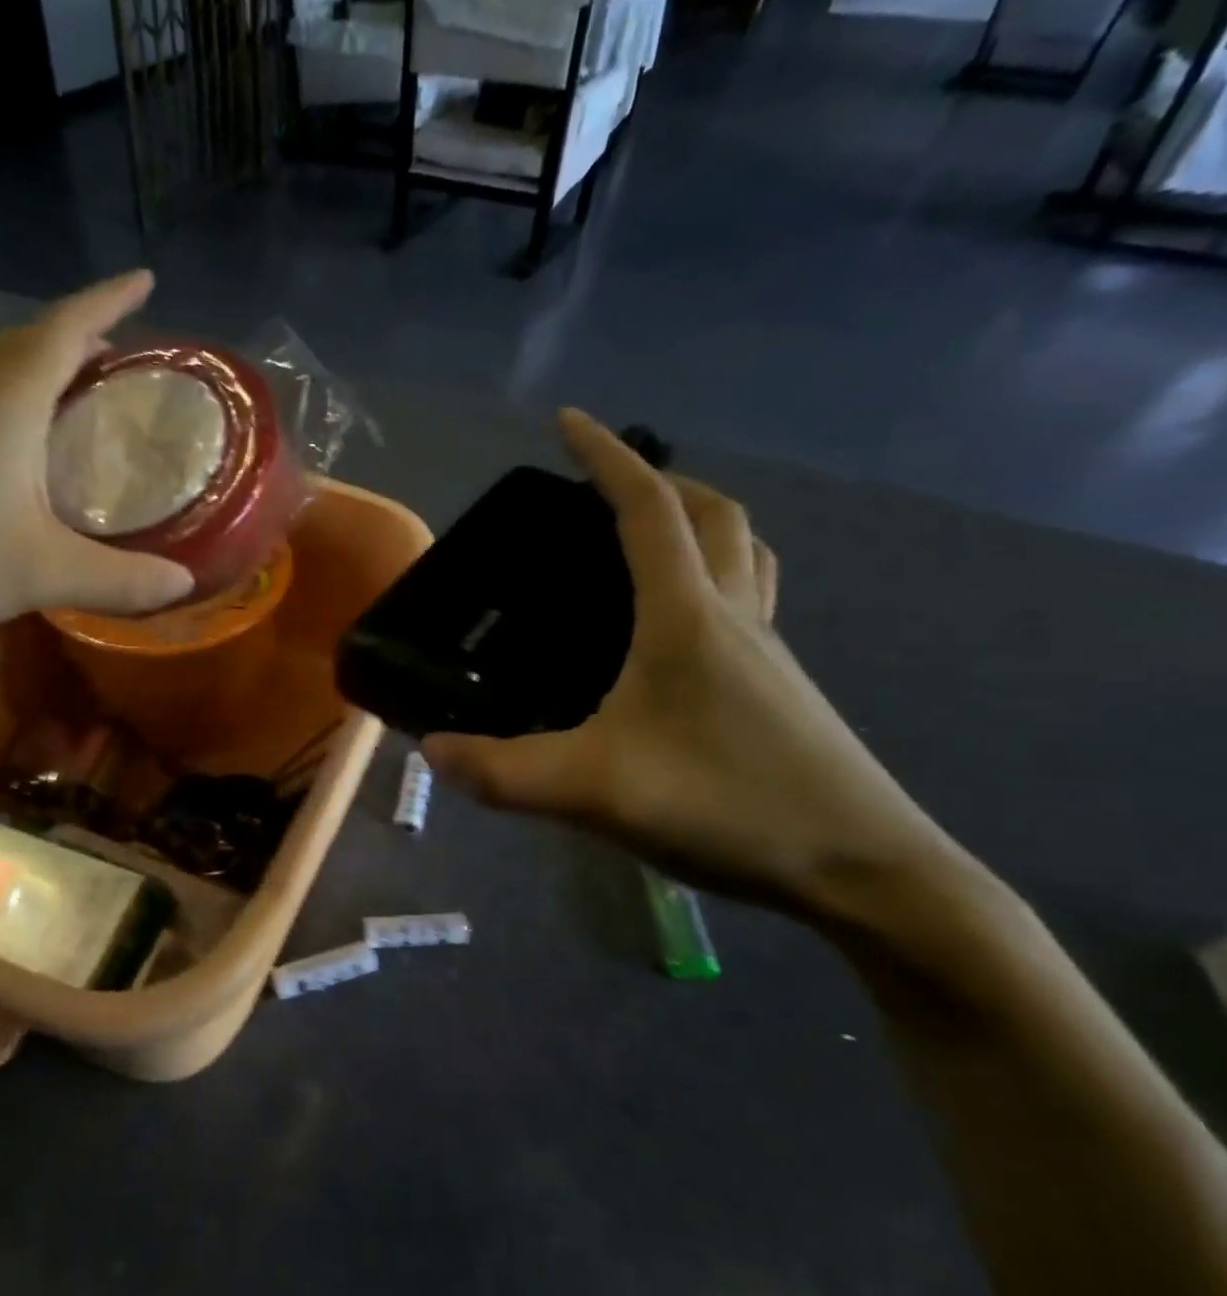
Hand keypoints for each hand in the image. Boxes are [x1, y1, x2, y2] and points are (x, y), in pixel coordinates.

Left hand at [0, 271, 192, 637]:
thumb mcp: (37, 572)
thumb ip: (117, 579)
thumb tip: (185, 582)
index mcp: (5, 399)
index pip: (67, 326)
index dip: (109, 300)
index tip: (146, 280)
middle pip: (30, 340)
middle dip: (81, 336)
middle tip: (125, 357)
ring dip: (42, 367)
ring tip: (79, 394)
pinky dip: (10, 402)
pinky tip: (17, 446)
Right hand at [423, 409, 954, 927]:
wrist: (866, 874)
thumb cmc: (731, 808)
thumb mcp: (596, 792)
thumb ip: (503, 772)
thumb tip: (430, 751)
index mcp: (687, 618)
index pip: (647, 510)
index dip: (605, 458)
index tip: (568, 420)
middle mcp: (734, 617)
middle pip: (713, 515)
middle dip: (660, 481)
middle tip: (606, 487)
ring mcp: (769, 651)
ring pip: (742, 552)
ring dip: (699, 522)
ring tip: (649, 538)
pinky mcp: (783, 687)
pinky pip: (748, 599)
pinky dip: (714, 577)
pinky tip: (679, 628)